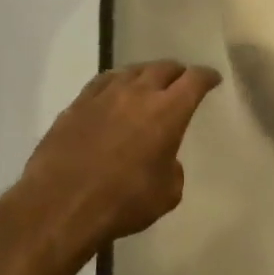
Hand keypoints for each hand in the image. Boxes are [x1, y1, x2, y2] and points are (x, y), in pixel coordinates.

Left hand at [17, 61, 221, 250]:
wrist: (60, 205)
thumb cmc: (122, 202)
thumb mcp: (167, 194)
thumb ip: (172, 169)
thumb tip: (163, 159)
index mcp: (167, 112)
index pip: (194, 80)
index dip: (207, 77)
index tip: (213, 79)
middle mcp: (137, 94)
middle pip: (163, 68)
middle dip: (177, 72)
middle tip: (182, 81)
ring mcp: (103, 96)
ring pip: (131, 71)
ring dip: (146, 74)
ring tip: (149, 83)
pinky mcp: (76, 105)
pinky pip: (103, 82)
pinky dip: (117, 82)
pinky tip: (115, 91)